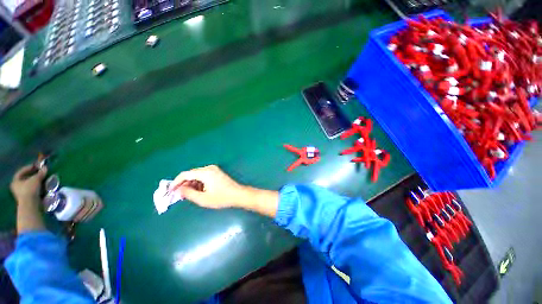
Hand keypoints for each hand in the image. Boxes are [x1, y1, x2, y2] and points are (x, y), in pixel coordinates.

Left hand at [10, 164, 47, 204]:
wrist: (30, 205)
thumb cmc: (30, 190)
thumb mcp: (36, 179)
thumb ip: (40, 173)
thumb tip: (45, 167)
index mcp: (15, 181)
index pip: (21, 171)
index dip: (29, 168)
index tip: (36, 166)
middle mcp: (17, 187)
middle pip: (26, 179)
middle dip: (34, 176)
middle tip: (41, 173)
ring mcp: (22, 193)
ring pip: (30, 185)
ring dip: (37, 182)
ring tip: (44, 180)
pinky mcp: (28, 198)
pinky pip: (33, 190)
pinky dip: (38, 188)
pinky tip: (43, 187)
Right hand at [171, 165, 248, 208]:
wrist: (238, 194)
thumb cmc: (222, 198)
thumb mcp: (203, 199)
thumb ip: (188, 193)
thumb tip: (179, 189)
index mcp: (205, 172)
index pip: (185, 174)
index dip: (176, 182)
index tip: (170, 191)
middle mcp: (209, 168)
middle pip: (191, 174)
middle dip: (184, 184)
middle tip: (179, 195)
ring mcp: (214, 169)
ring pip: (197, 175)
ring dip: (191, 184)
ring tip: (188, 195)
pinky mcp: (217, 172)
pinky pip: (203, 176)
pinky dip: (198, 183)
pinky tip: (198, 191)